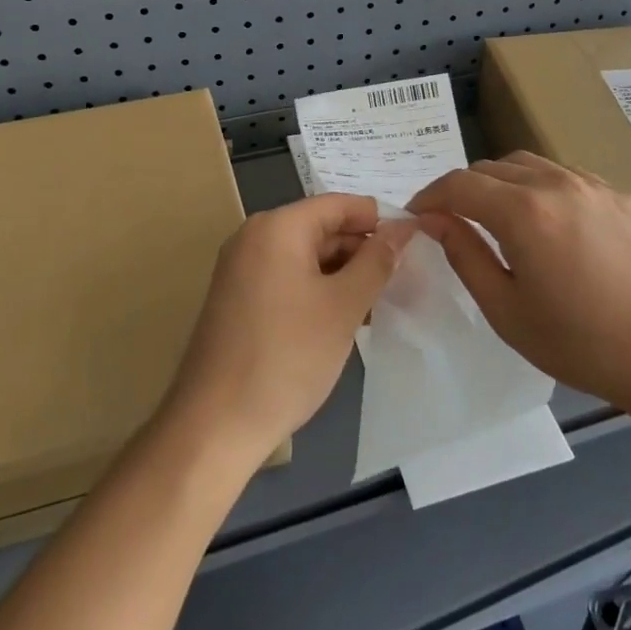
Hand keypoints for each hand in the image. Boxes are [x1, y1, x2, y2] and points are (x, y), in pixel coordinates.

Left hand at [162, 195, 413, 467]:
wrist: (215, 425)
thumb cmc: (286, 357)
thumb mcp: (343, 306)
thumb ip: (376, 261)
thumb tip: (403, 228)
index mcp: (277, 226)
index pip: (339, 204)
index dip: (379, 220)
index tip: (415, 245)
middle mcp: (255, 237)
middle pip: (322, 227)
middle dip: (363, 250)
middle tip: (405, 279)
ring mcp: (242, 268)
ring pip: (307, 256)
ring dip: (344, 274)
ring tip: (383, 302)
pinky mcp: (239, 298)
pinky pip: (289, 278)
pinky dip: (319, 290)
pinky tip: (347, 318)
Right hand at [407, 151, 630, 411]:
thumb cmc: (581, 343)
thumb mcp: (506, 310)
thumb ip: (464, 255)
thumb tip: (432, 219)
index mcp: (523, 212)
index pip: (459, 184)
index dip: (429, 196)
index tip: (416, 216)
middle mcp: (556, 183)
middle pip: (491, 167)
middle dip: (463, 189)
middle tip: (453, 221)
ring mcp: (593, 185)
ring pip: (528, 165)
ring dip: (501, 183)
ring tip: (498, 218)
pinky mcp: (620, 196)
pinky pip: (565, 177)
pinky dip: (540, 188)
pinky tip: (549, 224)